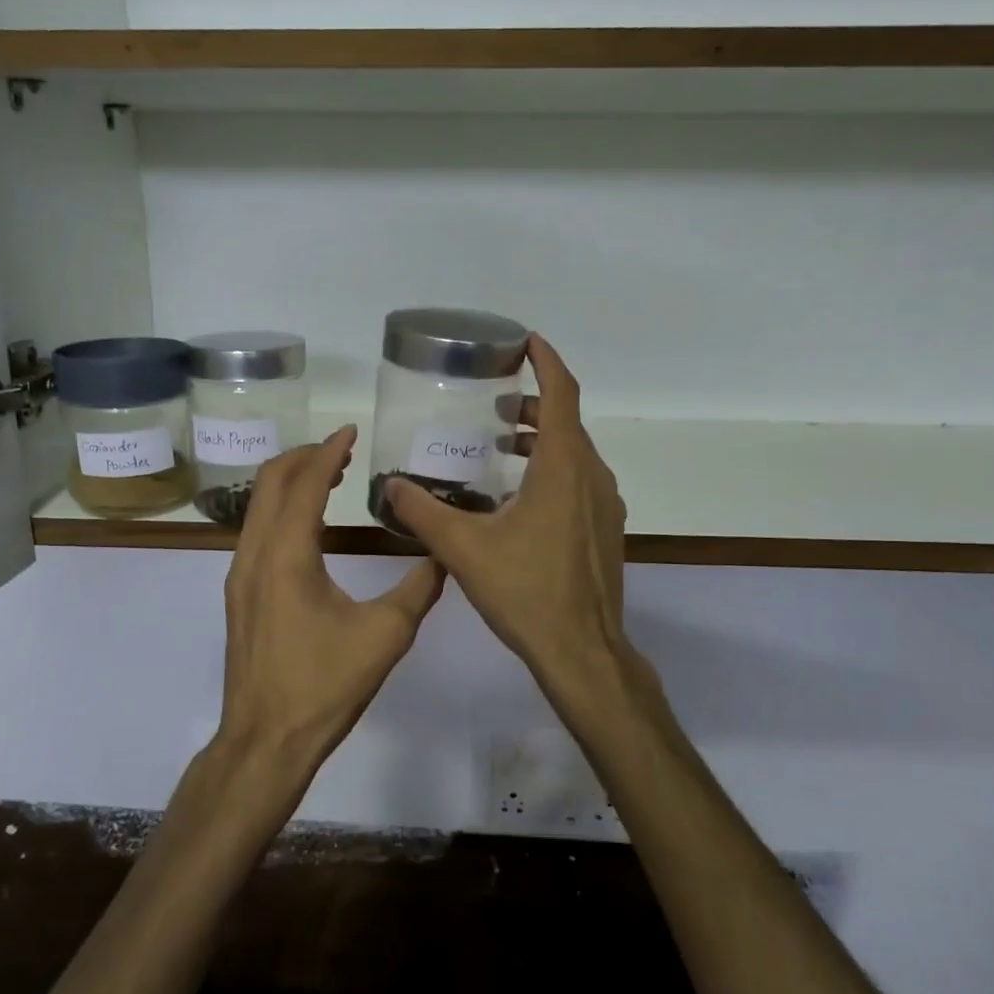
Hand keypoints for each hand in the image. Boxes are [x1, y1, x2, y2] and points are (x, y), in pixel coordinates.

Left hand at [217, 425, 445, 774]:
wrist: (264, 741)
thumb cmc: (324, 687)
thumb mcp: (385, 636)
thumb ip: (418, 589)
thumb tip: (444, 557)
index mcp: (286, 555)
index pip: (304, 483)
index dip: (329, 451)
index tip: (352, 430)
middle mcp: (253, 554)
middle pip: (270, 482)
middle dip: (305, 457)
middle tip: (343, 449)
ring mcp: (239, 575)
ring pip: (259, 506)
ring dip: (291, 483)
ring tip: (331, 477)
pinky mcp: (239, 594)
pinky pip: (257, 531)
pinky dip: (282, 510)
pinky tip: (310, 524)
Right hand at [383, 336, 646, 721]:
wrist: (582, 651)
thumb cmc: (525, 591)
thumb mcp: (463, 548)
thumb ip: (422, 511)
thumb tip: (388, 484)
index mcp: (564, 467)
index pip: (561, 393)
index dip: (546, 361)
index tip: (525, 342)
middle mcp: (592, 476)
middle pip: (567, 422)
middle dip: (534, 405)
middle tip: (495, 404)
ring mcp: (605, 505)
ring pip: (575, 454)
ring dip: (543, 440)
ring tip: (503, 446)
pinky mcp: (605, 531)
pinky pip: (580, 482)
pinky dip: (553, 470)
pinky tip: (519, 498)